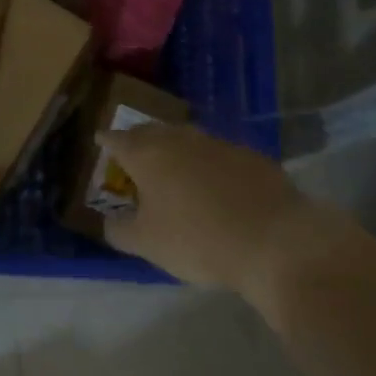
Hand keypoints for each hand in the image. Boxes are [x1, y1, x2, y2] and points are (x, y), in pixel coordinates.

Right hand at [97, 123, 315, 291]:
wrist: (275, 241)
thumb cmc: (197, 240)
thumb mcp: (146, 244)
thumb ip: (119, 230)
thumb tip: (109, 221)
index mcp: (147, 154)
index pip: (117, 139)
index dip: (106, 141)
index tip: (100, 140)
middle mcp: (180, 139)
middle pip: (152, 131)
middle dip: (139, 139)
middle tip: (133, 152)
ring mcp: (219, 144)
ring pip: (188, 139)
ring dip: (176, 149)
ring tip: (173, 167)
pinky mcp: (252, 157)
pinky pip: (219, 155)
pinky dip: (210, 165)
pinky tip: (216, 185)